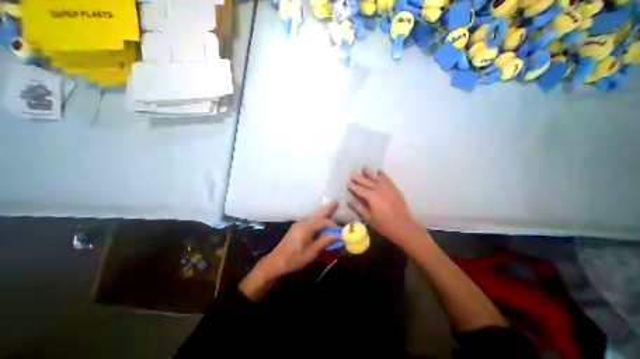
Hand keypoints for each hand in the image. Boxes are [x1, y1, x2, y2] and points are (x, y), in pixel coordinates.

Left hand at [240, 202, 339, 300]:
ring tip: (331, 209)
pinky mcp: (297, 227)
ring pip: (313, 216)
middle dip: (327, 208)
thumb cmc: (294, 259)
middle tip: (336, 202)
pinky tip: (321, 222)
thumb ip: (324, 242)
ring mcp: (298, 224)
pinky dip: (318, 219)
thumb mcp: (311, 253)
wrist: (276, 261)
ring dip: (322, 214)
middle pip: (317, 214)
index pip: (322, 221)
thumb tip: (336, 235)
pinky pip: (310, 220)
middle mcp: (302, 222)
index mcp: (306, 228)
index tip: (340, 231)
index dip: (332, 225)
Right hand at [348, 168, 422, 246]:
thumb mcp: (369, 218)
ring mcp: (388, 188)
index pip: (360, 190)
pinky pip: (387, 179)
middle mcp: (379, 189)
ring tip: (364, 168)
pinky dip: (383, 175)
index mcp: (372, 197)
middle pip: (367, 182)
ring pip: (376, 178)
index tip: (347, 183)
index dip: (353, 186)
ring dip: (369, 173)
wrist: (403, 226)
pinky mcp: (394, 189)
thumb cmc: (384, 224)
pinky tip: (379, 171)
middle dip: (359, 178)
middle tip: (352, 173)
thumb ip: (359, 208)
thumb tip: (349, 200)